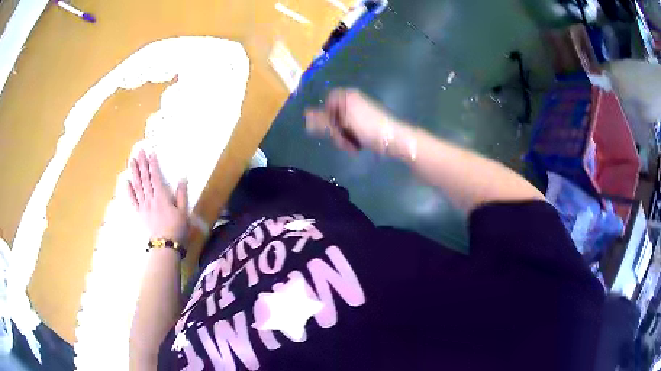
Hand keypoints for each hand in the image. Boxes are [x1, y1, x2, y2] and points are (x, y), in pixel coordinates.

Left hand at [127, 150, 188, 242]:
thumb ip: (182, 194)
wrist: (165, 246)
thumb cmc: (177, 229)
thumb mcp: (184, 212)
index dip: (153, 164)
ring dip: (133, 172)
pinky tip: (125, 181)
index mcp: (161, 196)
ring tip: (131, 161)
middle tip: (139, 151)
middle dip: (142, 163)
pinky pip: (132, 200)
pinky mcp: (139, 213)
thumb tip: (182, 178)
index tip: (150, 152)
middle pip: (144, 178)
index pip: (156, 176)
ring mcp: (143, 205)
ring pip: (137, 186)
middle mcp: (150, 198)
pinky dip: (128, 190)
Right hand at [305, 89, 399, 152]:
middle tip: (341, 139)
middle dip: (335, 130)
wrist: (392, 138)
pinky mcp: (365, 123)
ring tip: (351, 145)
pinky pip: (351, 130)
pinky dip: (351, 139)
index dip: (326, 117)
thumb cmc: (367, 127)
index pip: (327, 103)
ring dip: (343, 137)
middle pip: (333, 115)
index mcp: (347, 96)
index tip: (330, 128)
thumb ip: (323, 120)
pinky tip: (357, 146)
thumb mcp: (342, 123)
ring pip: (341, 125)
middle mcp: (352, 101)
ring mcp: (359, 113)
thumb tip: (306, 114)